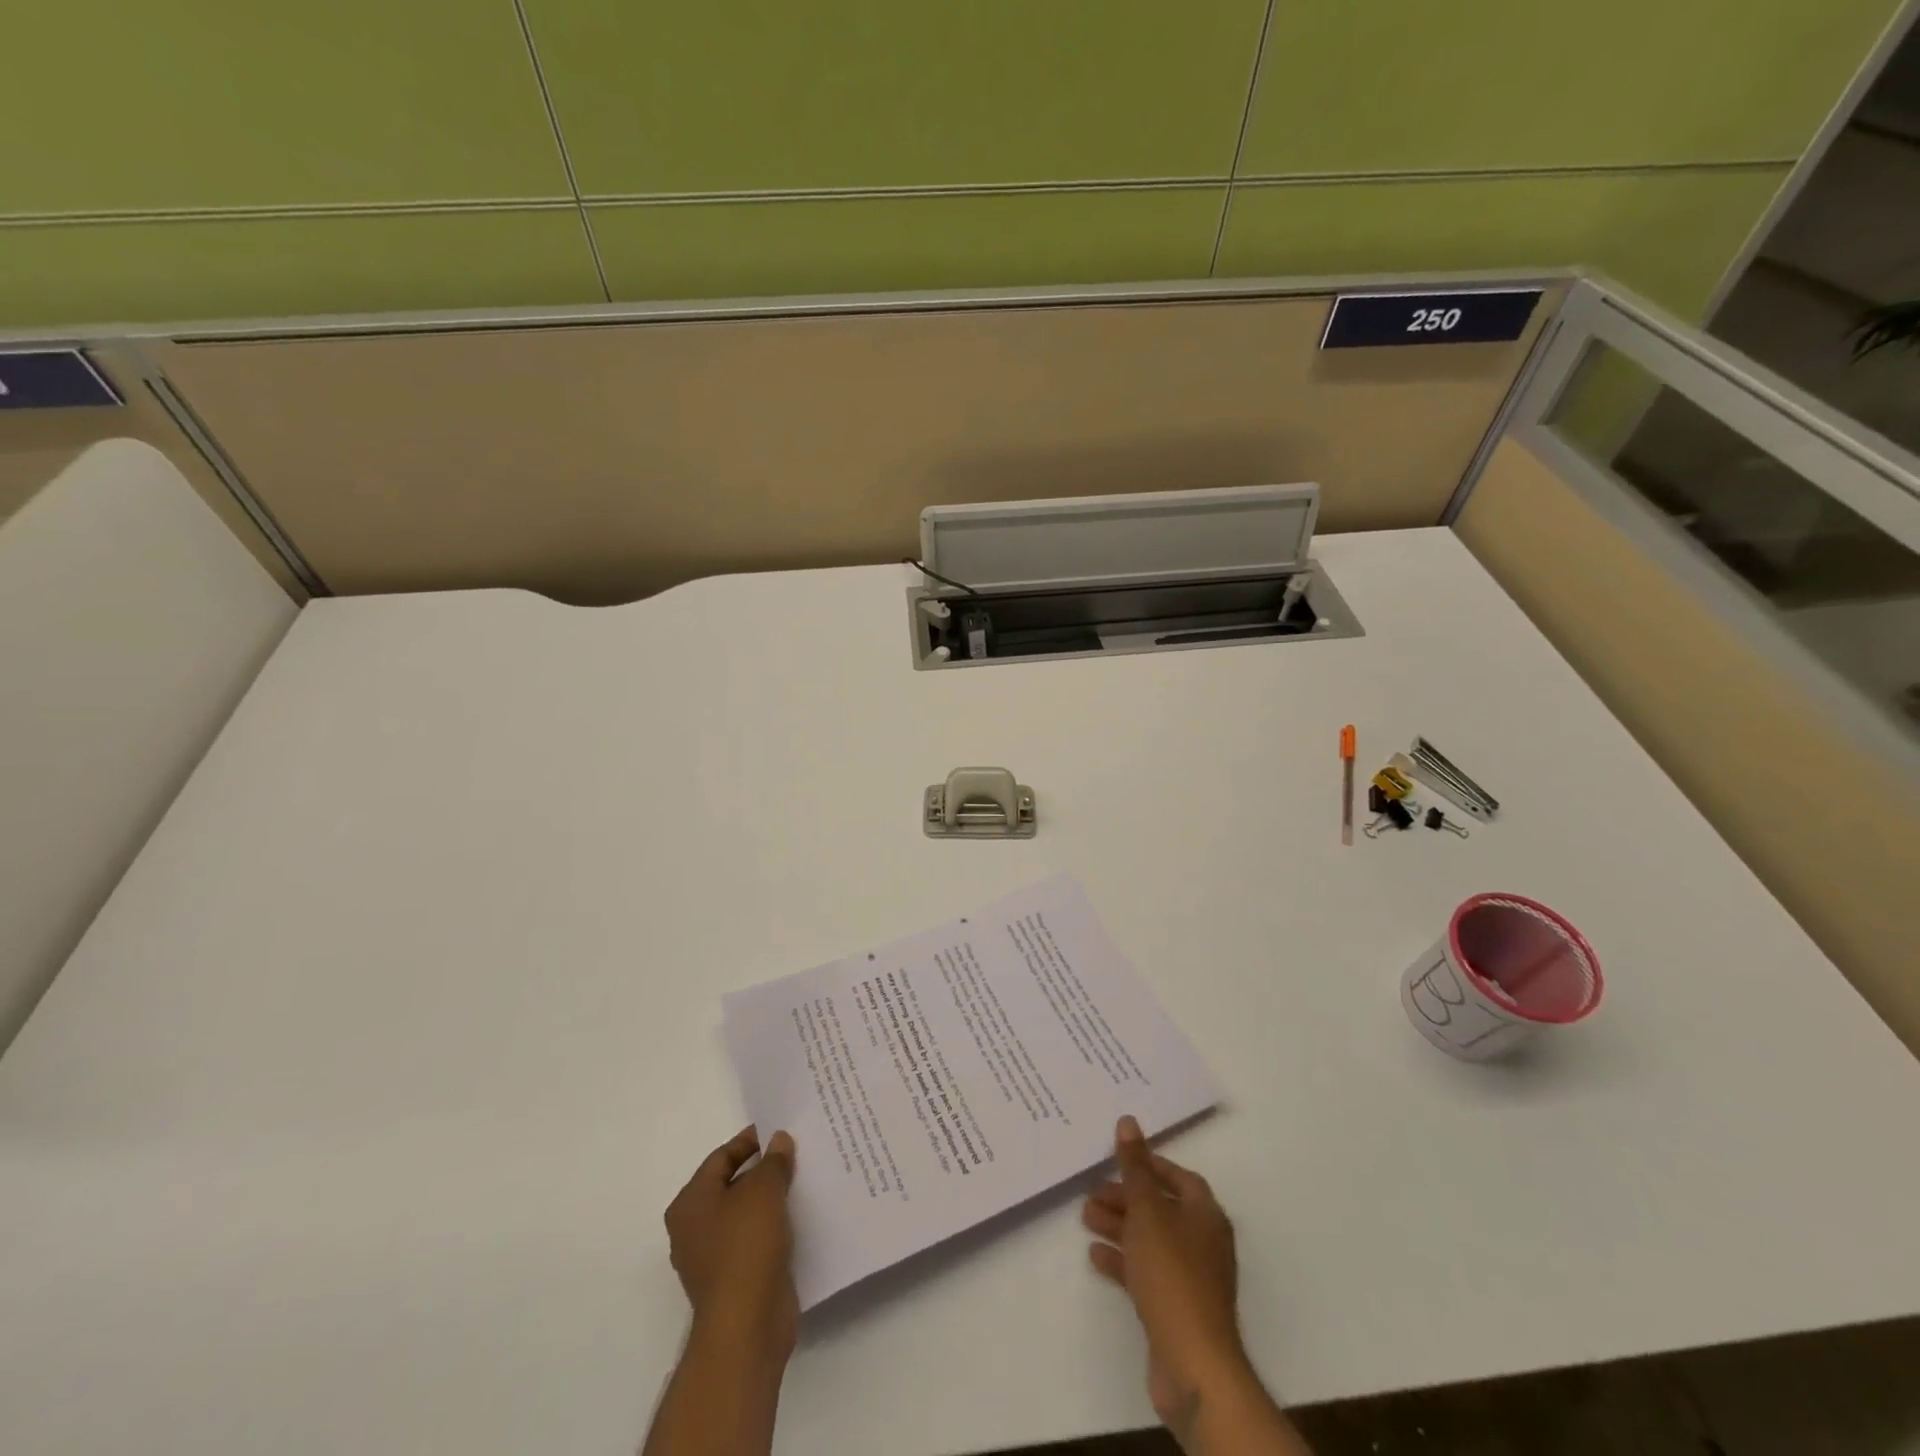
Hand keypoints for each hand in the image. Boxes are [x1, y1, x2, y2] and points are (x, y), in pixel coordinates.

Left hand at [663, 1126, 798, 1360]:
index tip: (780, 1130)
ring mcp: (713, 1257)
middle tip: (796, 1152)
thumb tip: (779, 1140)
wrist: (746, 1327)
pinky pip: (756, 1239)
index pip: (721, 1157)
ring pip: (746, 1213)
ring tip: (804, 1179)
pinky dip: (775, 1225)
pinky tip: (801, 1215)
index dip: (750, 1141)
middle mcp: (694, 1228)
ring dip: (772, 1198)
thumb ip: (773, 1161)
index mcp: (690, 1203)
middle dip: (764, 1169)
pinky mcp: (735, 1279)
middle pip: (732, 1185)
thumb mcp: (764, 1191)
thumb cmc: (745, 1247)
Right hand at [1083, 1116, 1249, 1425]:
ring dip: (1120, 1226)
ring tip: (1085, 1217)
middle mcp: (1203, 1241)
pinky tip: (1096, 1254)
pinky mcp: (1176, 1307)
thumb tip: (1128, 1121)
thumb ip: (1135, 1167)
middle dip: (1126, 1197)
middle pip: (1161, 1208)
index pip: (1179, 1178)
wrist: (1193, 1362)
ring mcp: (1191, 1277)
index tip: (1118, 1158)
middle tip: (1092, 1191)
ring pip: (1151, 1239)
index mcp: (1205, 1215)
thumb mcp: (1148, 1211)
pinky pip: (1146, 1271)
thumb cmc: (1172, 1273)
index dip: (1150, 1165)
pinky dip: (1123, 1259)